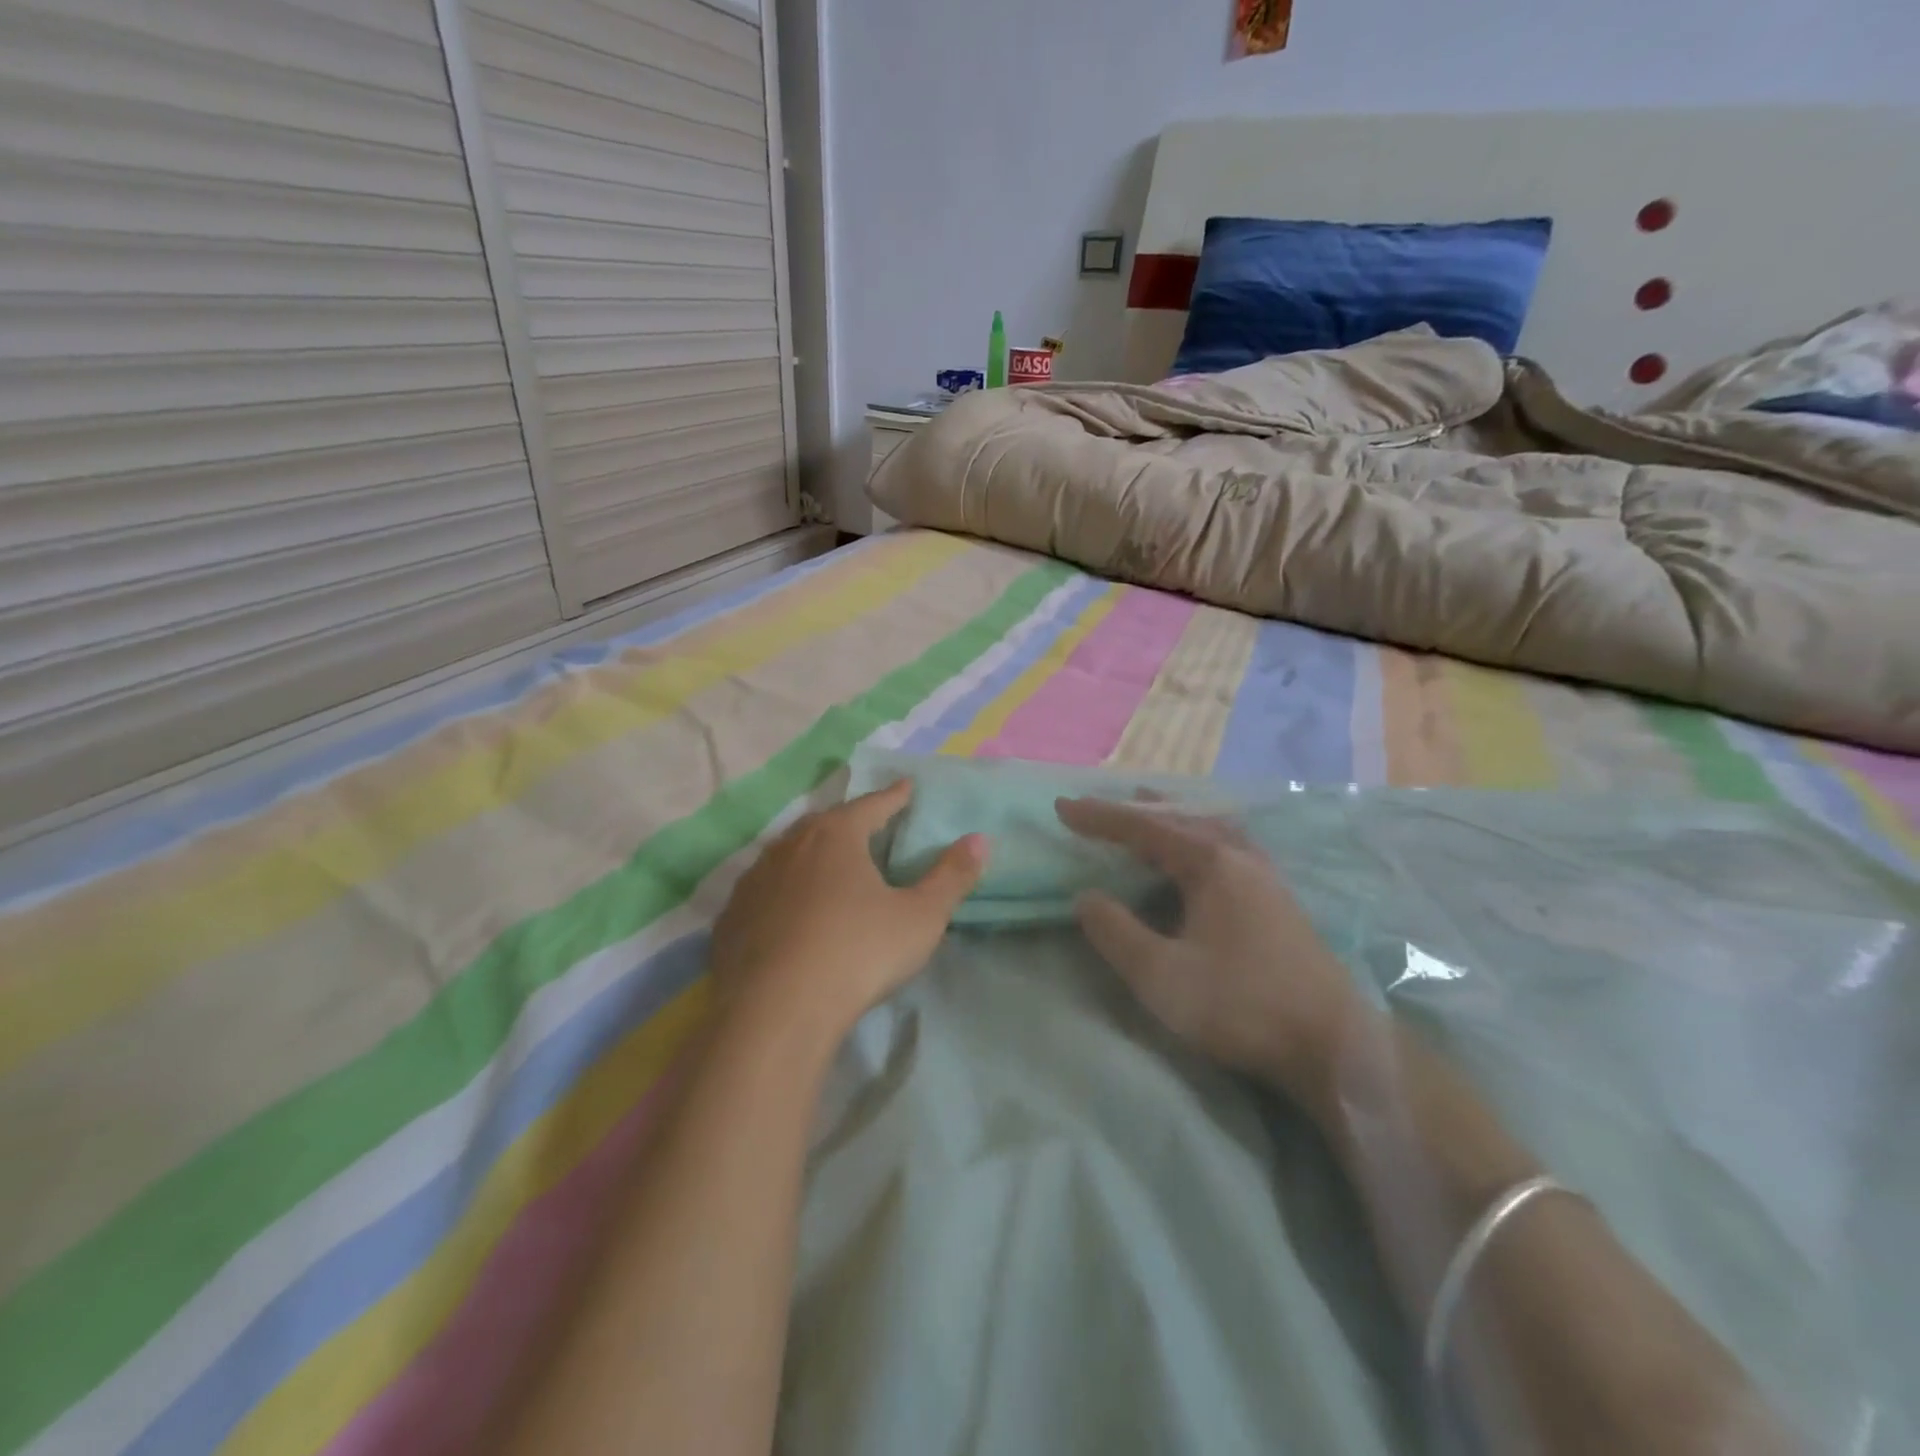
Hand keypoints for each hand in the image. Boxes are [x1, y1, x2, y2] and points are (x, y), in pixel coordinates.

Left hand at [708, 780, 986, 1049]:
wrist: (775, 1012)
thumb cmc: (857, 953)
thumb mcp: (920, 918)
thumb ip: (951, 877)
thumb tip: (979, 839)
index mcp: (835, 836)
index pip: (871, 805)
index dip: (893, 797)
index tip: (906, 787)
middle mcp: (789, 846)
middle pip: (824, 823)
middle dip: (849, 822)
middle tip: (867, 825)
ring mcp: (753, 881)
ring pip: (788, 854)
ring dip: (810, 854)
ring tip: (827, 865)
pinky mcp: (730, 918)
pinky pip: (763, 892)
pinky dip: (782, 891)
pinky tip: (788, 911)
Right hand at [1056, 797, 1369, 1098]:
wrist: (1333, 1045)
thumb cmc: (1241, 1005)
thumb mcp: (1161, 976)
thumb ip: (1115, 932)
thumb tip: (1086, 897)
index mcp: (1211, 864)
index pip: (1144, 828)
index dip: (1100, 818)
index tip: (1062, 807)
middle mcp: (1240, 858)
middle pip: (1181, 819)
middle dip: (1137, 811)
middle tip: (1102, 810)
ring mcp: (1266, 877)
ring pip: (1211, 830)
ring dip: (1174, 820)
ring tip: (1151, 816)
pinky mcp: (1279, 901)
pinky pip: (1229, 848)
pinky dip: (1200, 838)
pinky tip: (1202, 857)